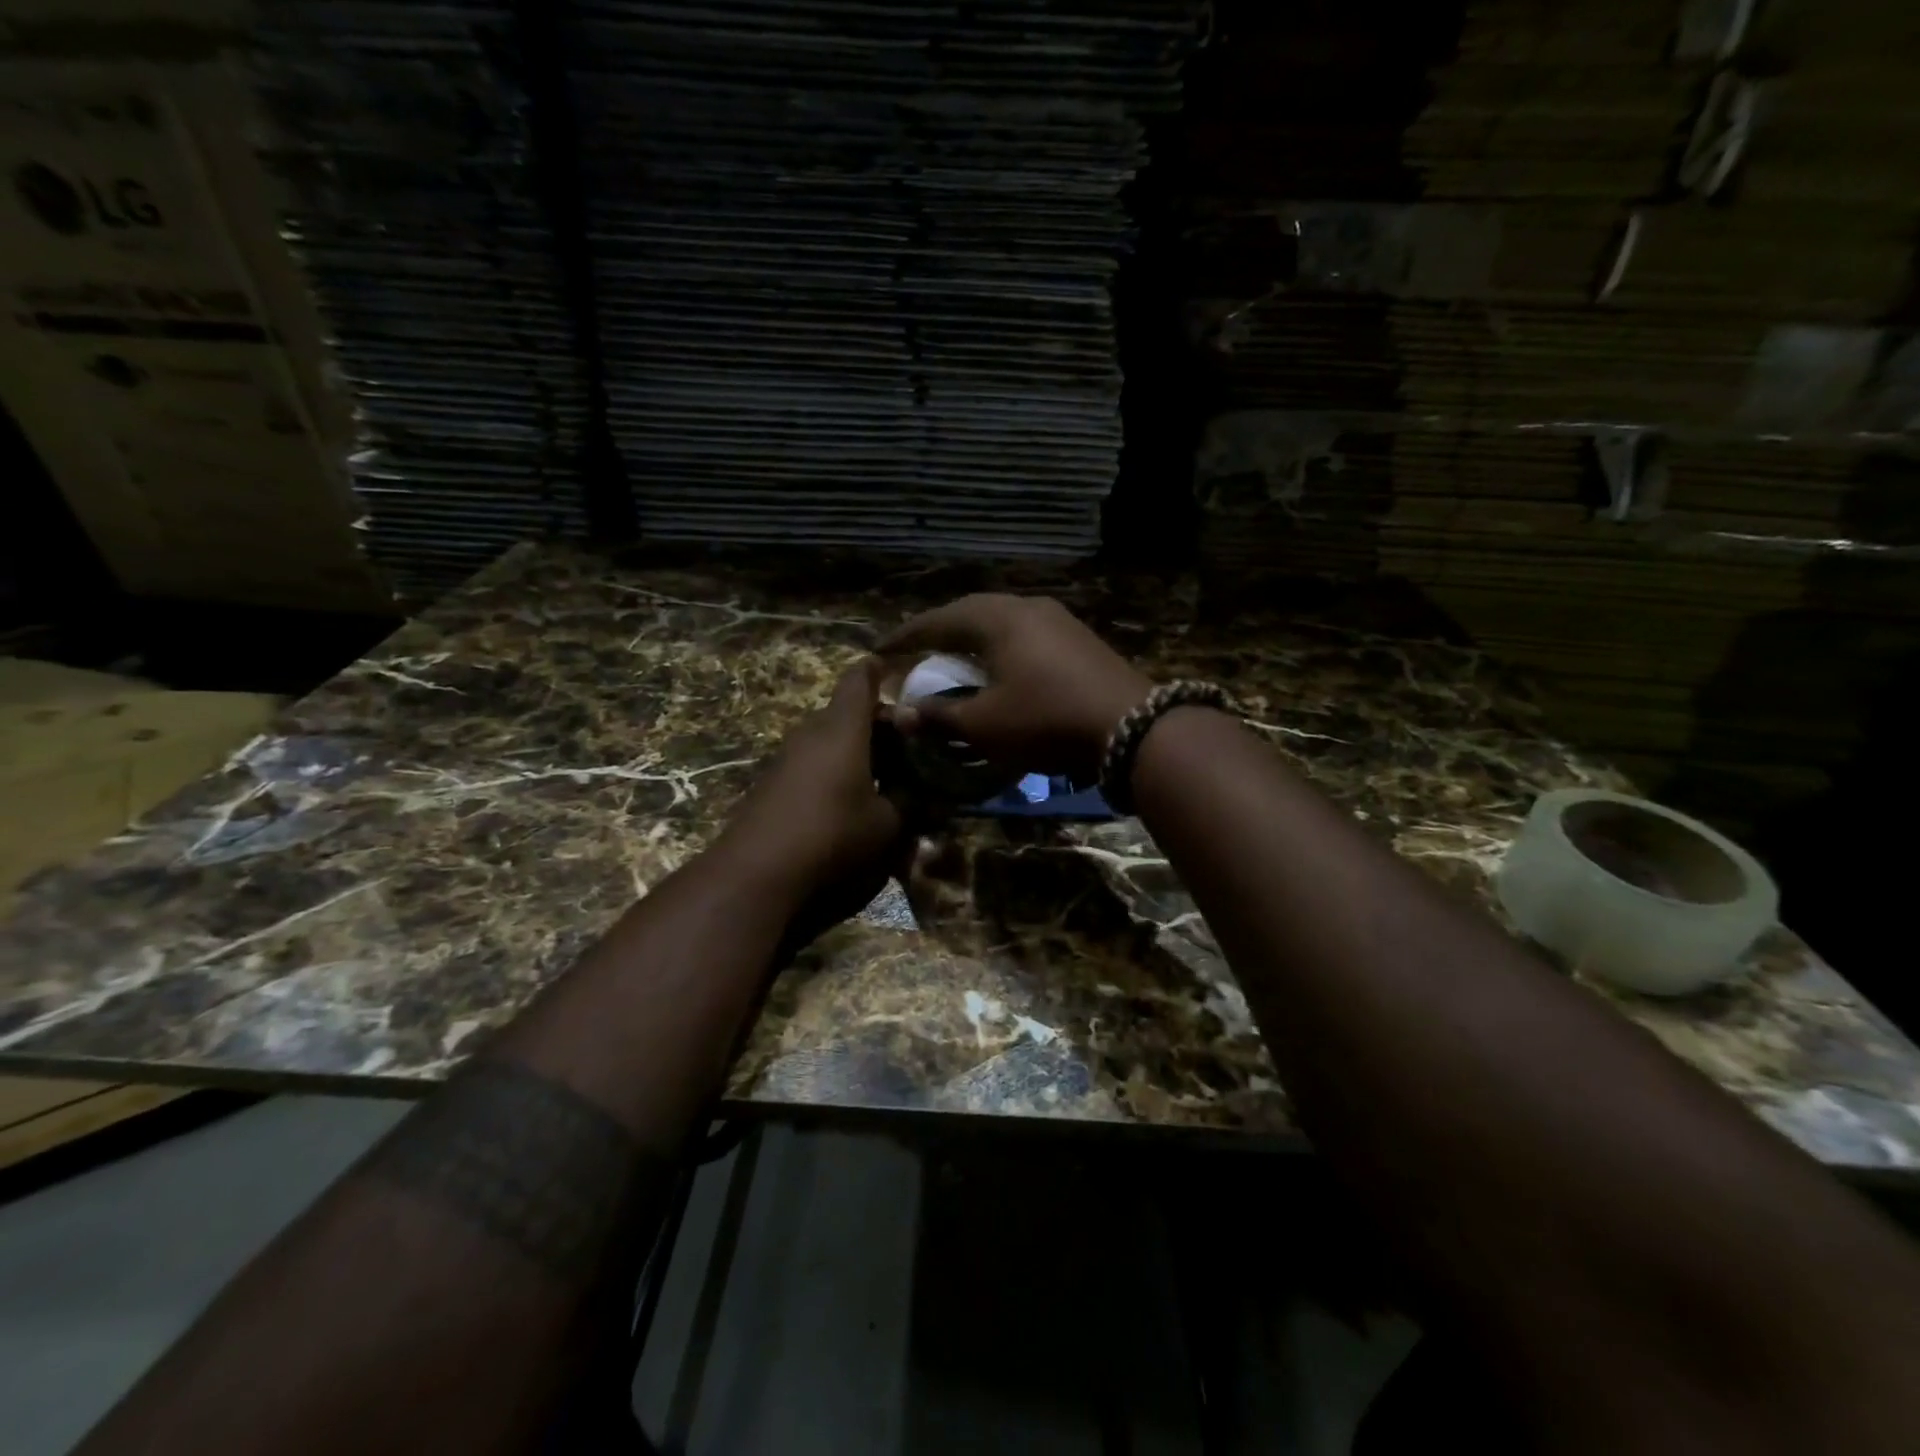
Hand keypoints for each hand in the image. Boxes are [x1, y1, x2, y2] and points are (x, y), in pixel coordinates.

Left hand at [719, 659, 907, 935]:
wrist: (757, 870)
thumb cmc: (832, 834)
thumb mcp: (887, 823)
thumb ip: (910, 803)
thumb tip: (929, 796)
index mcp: (843, 729)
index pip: (860, 680)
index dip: (879, 671)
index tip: (897, 671)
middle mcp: (812, 732)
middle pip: (846, 711)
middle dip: (877, 722)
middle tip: (908, 743)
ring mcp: (788, 757)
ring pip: (828, 738)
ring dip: (856, 748)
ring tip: (884, 773)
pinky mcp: (773, 782)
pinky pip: (812, 761)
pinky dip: (835, 768)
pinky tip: (849, 798)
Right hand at [879, 595, 1152, 783]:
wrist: (1131, 727)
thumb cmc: (1046, 720)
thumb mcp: (985, 725)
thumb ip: (940, 717)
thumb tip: (903, 716)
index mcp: (997, 619)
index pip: (937, 620)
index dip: (905, 637)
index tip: (880, 650)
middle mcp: (1026, 607)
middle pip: (970, 613)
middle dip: (940, 631)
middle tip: (917, 650)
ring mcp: (1058, 620)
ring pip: (1001, 621)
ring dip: (973, 638)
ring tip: (955, 657)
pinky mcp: (1079, 639)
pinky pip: (1025, 634)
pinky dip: (1001, 648)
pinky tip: (1001, 668)